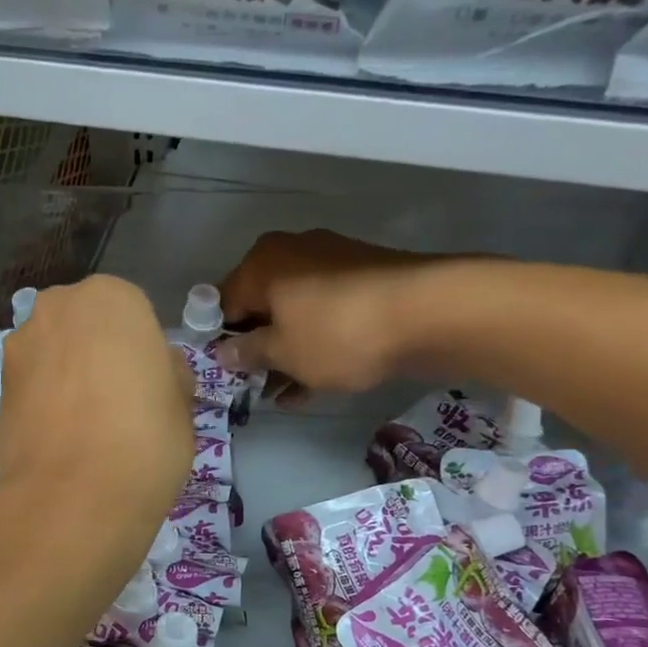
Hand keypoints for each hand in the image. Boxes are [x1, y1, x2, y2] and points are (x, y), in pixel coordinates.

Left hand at [0, 275, 194, 546]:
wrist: (74, 496)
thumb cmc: (146, 438)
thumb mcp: (181, 402)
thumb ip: (166, 372)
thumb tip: (155, 370)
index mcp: (112, 297)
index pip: (132, 312)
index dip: (141, 349)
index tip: (148, 384)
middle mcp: (59, 307)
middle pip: (85, 325)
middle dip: (97, 353)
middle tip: (118, 400)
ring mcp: (21, 345)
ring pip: (54, 353)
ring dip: (67, 375)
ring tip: (87, 426)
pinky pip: (33, 385)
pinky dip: (46, 402)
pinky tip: (62, 439)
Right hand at [215, 230, 435, 394]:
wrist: (427, 312)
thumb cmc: (337, 332)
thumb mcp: (282, 352)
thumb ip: (247, 352)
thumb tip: (221, 351)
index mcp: (262, 262)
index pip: (223, 302)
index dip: (220, 338)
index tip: (224, 371)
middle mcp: (292, 253)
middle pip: (261, 305)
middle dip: (257, 347)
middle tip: (253, 385)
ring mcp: (332, 264)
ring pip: (295, 314)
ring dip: (286, 352)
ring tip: (282, 393)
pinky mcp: (364, 281)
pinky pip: (325, 316)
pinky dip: (316, 345)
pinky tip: (313, 383)